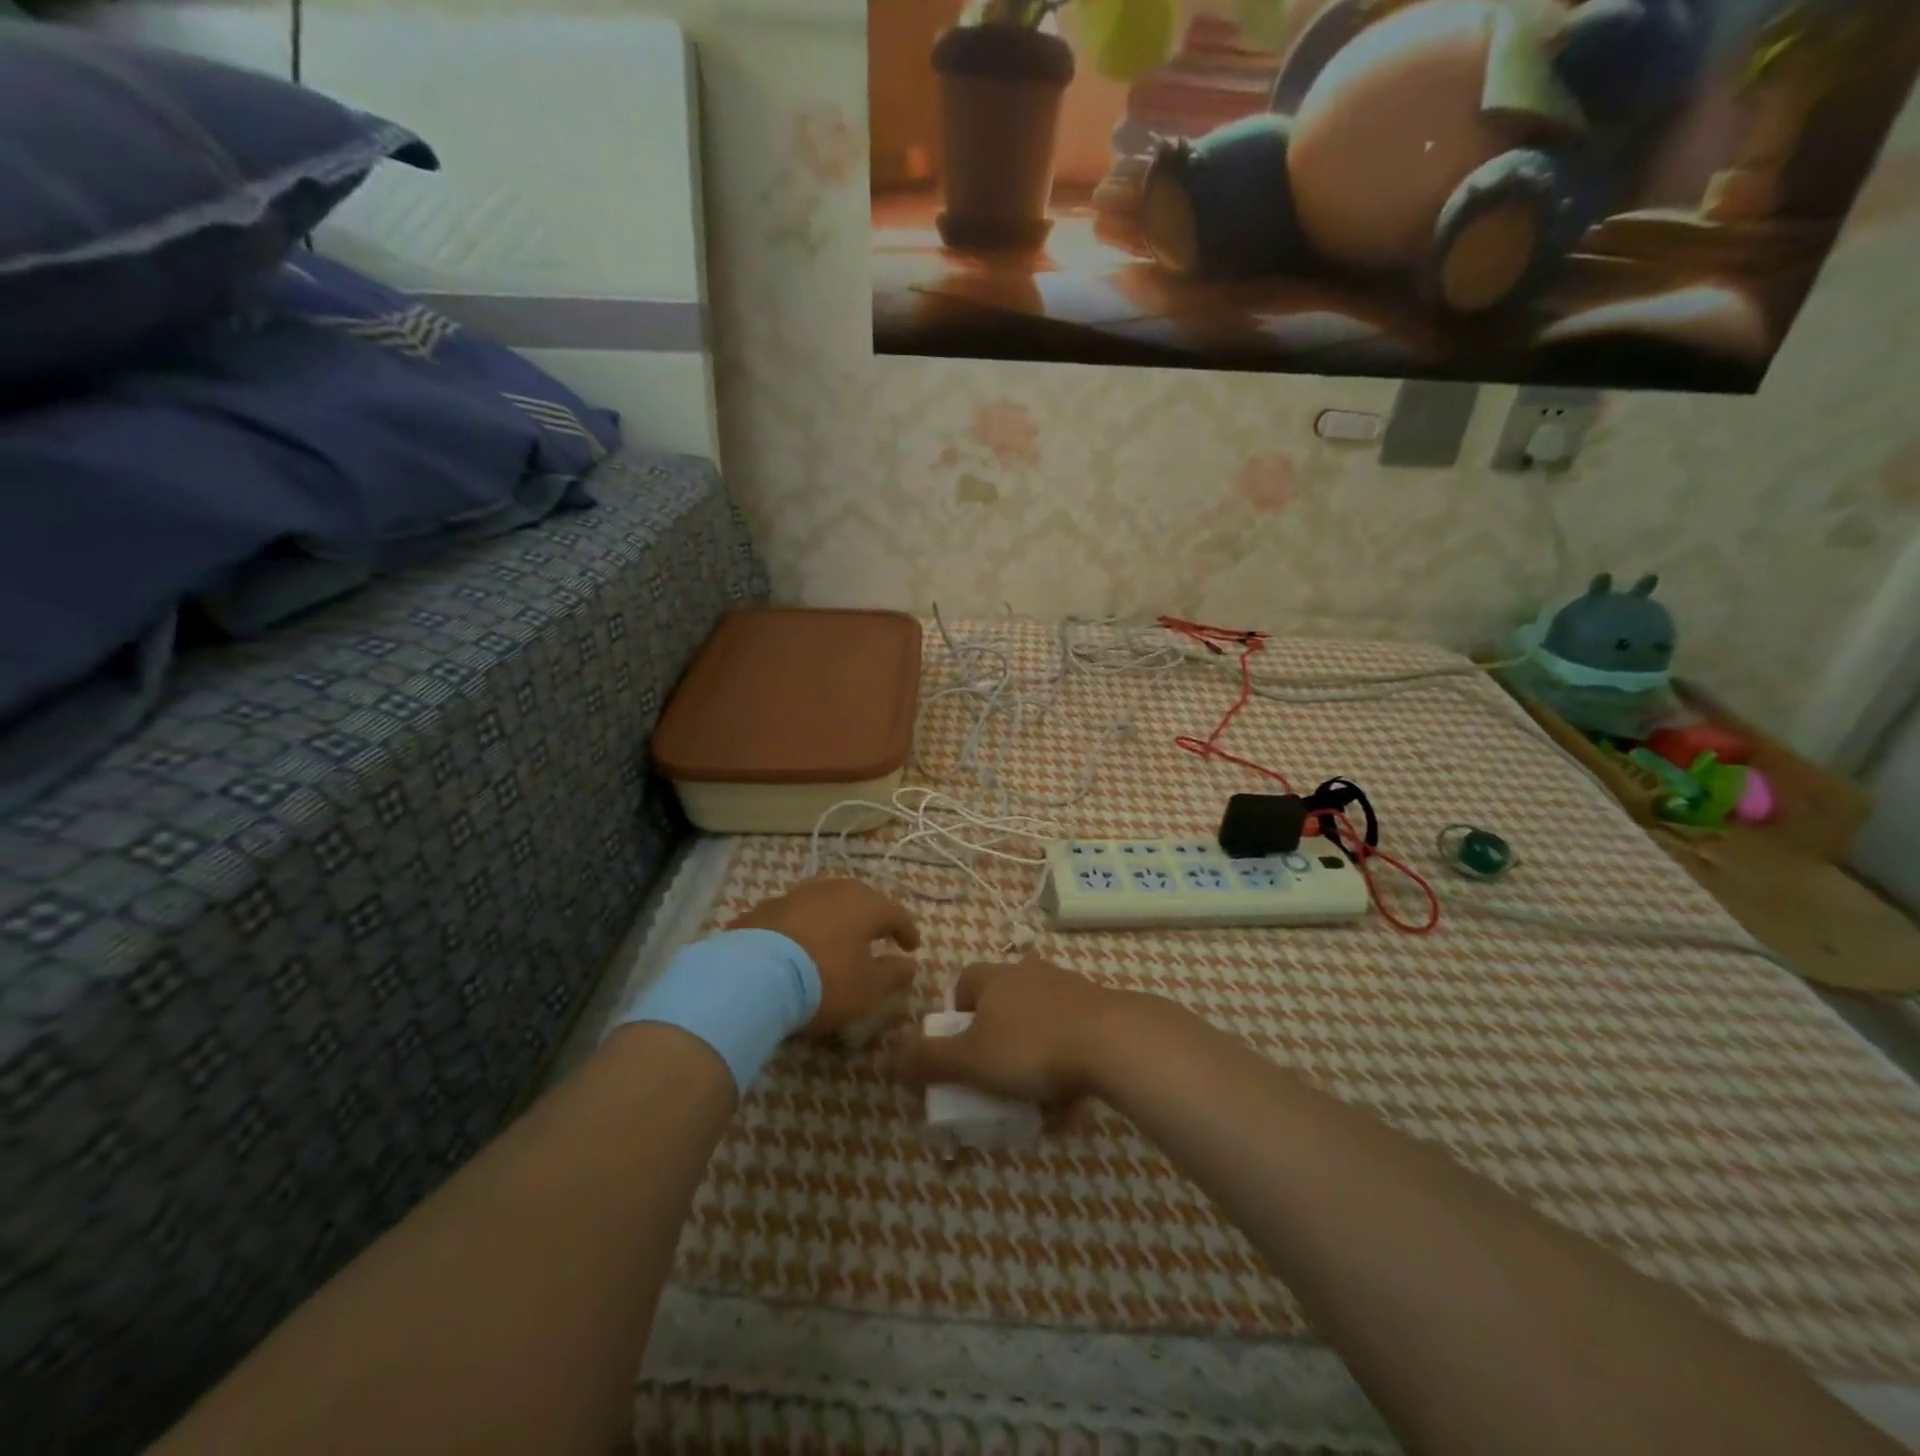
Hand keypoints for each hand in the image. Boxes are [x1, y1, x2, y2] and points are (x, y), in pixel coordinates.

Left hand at [730, 878, 919, 1038]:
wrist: (753, 976)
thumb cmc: (824, 980)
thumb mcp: (867, 988)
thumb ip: (892, 974)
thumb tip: (910, 964)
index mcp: (865, 904)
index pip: (896, 913)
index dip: (907, 931)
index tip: (912, 947)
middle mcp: (833, 890)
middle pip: (860, 899)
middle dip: (870, 917)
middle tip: (876, 935)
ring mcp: (795, 895)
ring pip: (824, 902)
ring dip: (834, 918)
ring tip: (835, 938)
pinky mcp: (764, 909)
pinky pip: (794, 915)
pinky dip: (803, 927)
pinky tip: (798, 945)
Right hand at [892, 957, 1132, 1104]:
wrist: (1113, 1042)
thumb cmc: (1030, 1048)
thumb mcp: (970, 1060)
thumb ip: (928, 1060)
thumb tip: (887, 1058)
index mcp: (995, 978)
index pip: (964, 984)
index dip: (956, 1018)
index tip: (961, 1053)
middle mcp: (1030, 973)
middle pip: (1002, 1004)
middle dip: (996, 1042)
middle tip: (995, 1080)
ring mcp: (1069, 988)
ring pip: (1039, 1023)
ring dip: (1032, 1057)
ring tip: (1034, 1100)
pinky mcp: (1100, 1010)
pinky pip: (1071, 1038)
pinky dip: (1065, 1066)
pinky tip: (1069, 1101)